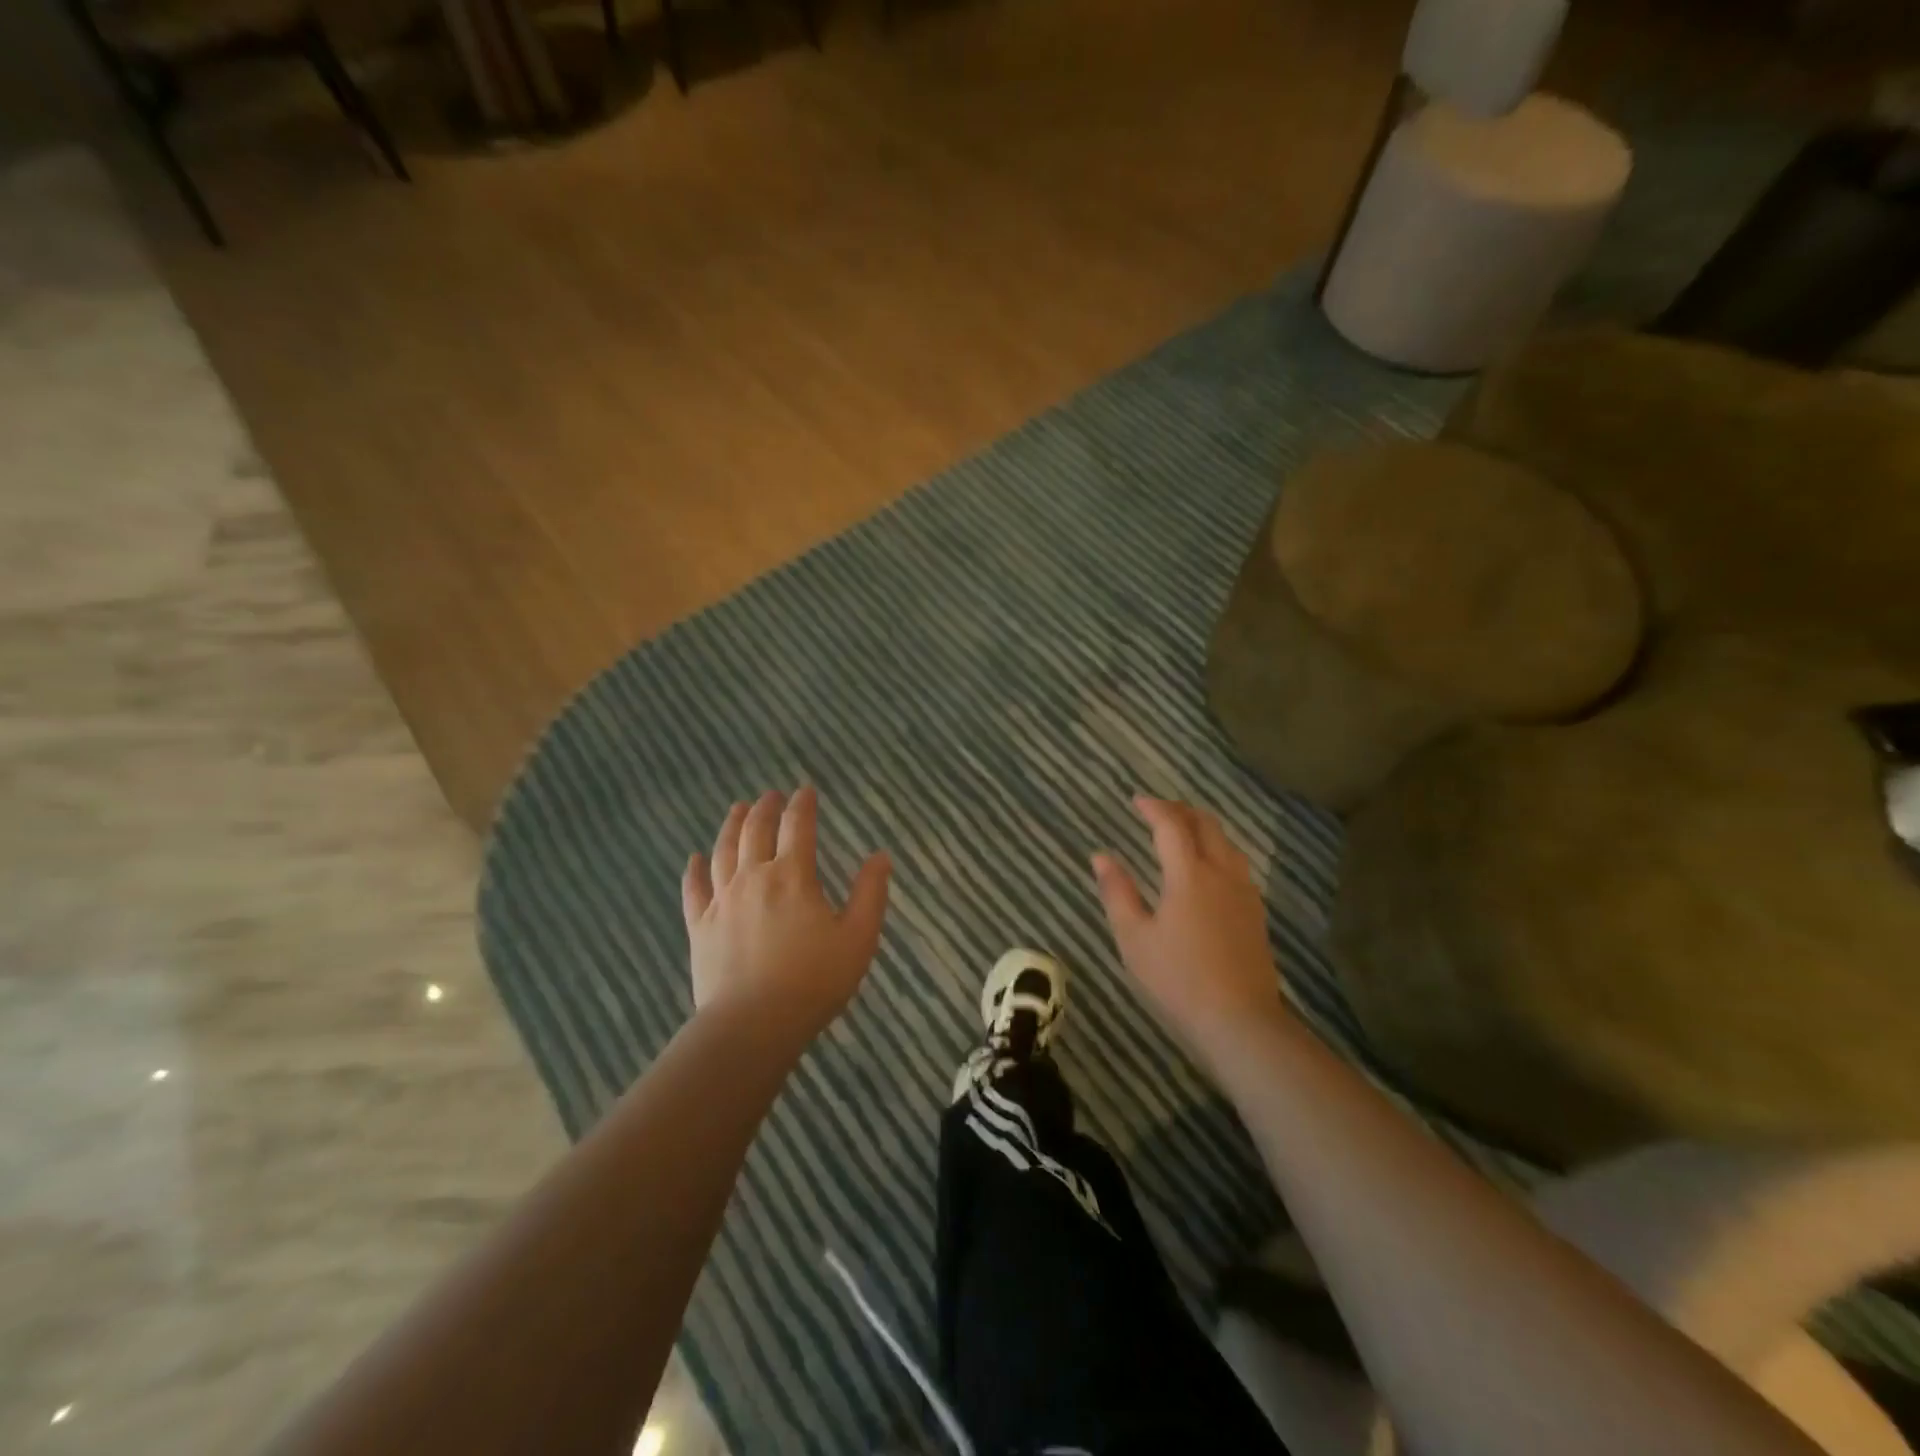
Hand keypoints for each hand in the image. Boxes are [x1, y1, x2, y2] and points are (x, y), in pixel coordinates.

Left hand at [682, 787, 891, 1038]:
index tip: (805, 790)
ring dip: (731, 826)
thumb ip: (870, 893)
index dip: (802, 805)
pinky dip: (694, 870)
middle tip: (769, 795)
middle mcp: (753, 878)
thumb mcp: (858, 938)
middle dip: (765, 808)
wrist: (752, 1025)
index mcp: (793, 877)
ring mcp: (722, 901)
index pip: (797, 827)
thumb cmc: (814, 981)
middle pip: (755, 831)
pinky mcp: (700, 927)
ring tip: (737, 809)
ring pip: (723, 852)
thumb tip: (880, 856)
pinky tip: (694, 858)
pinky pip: (694, 890)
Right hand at [1092, 797, 1287, 1062]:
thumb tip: (1101, 856)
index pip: (1171, 826)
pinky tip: (1208, 868)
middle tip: (1158, 810)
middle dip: (1181, 811)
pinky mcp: (1255, 913)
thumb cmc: (1177, 979)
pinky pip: (1236, 864)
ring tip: (1183, 831)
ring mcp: (1244, 892)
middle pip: (1206, 825)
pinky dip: (1218, 849)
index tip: (1136, 801)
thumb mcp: (1134, 938)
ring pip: (1227, 843)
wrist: (1241, 1022)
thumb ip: (1117, 892)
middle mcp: (1221, 873)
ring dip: (1203, 828)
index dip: (1153, 808)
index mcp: (1189, 874)